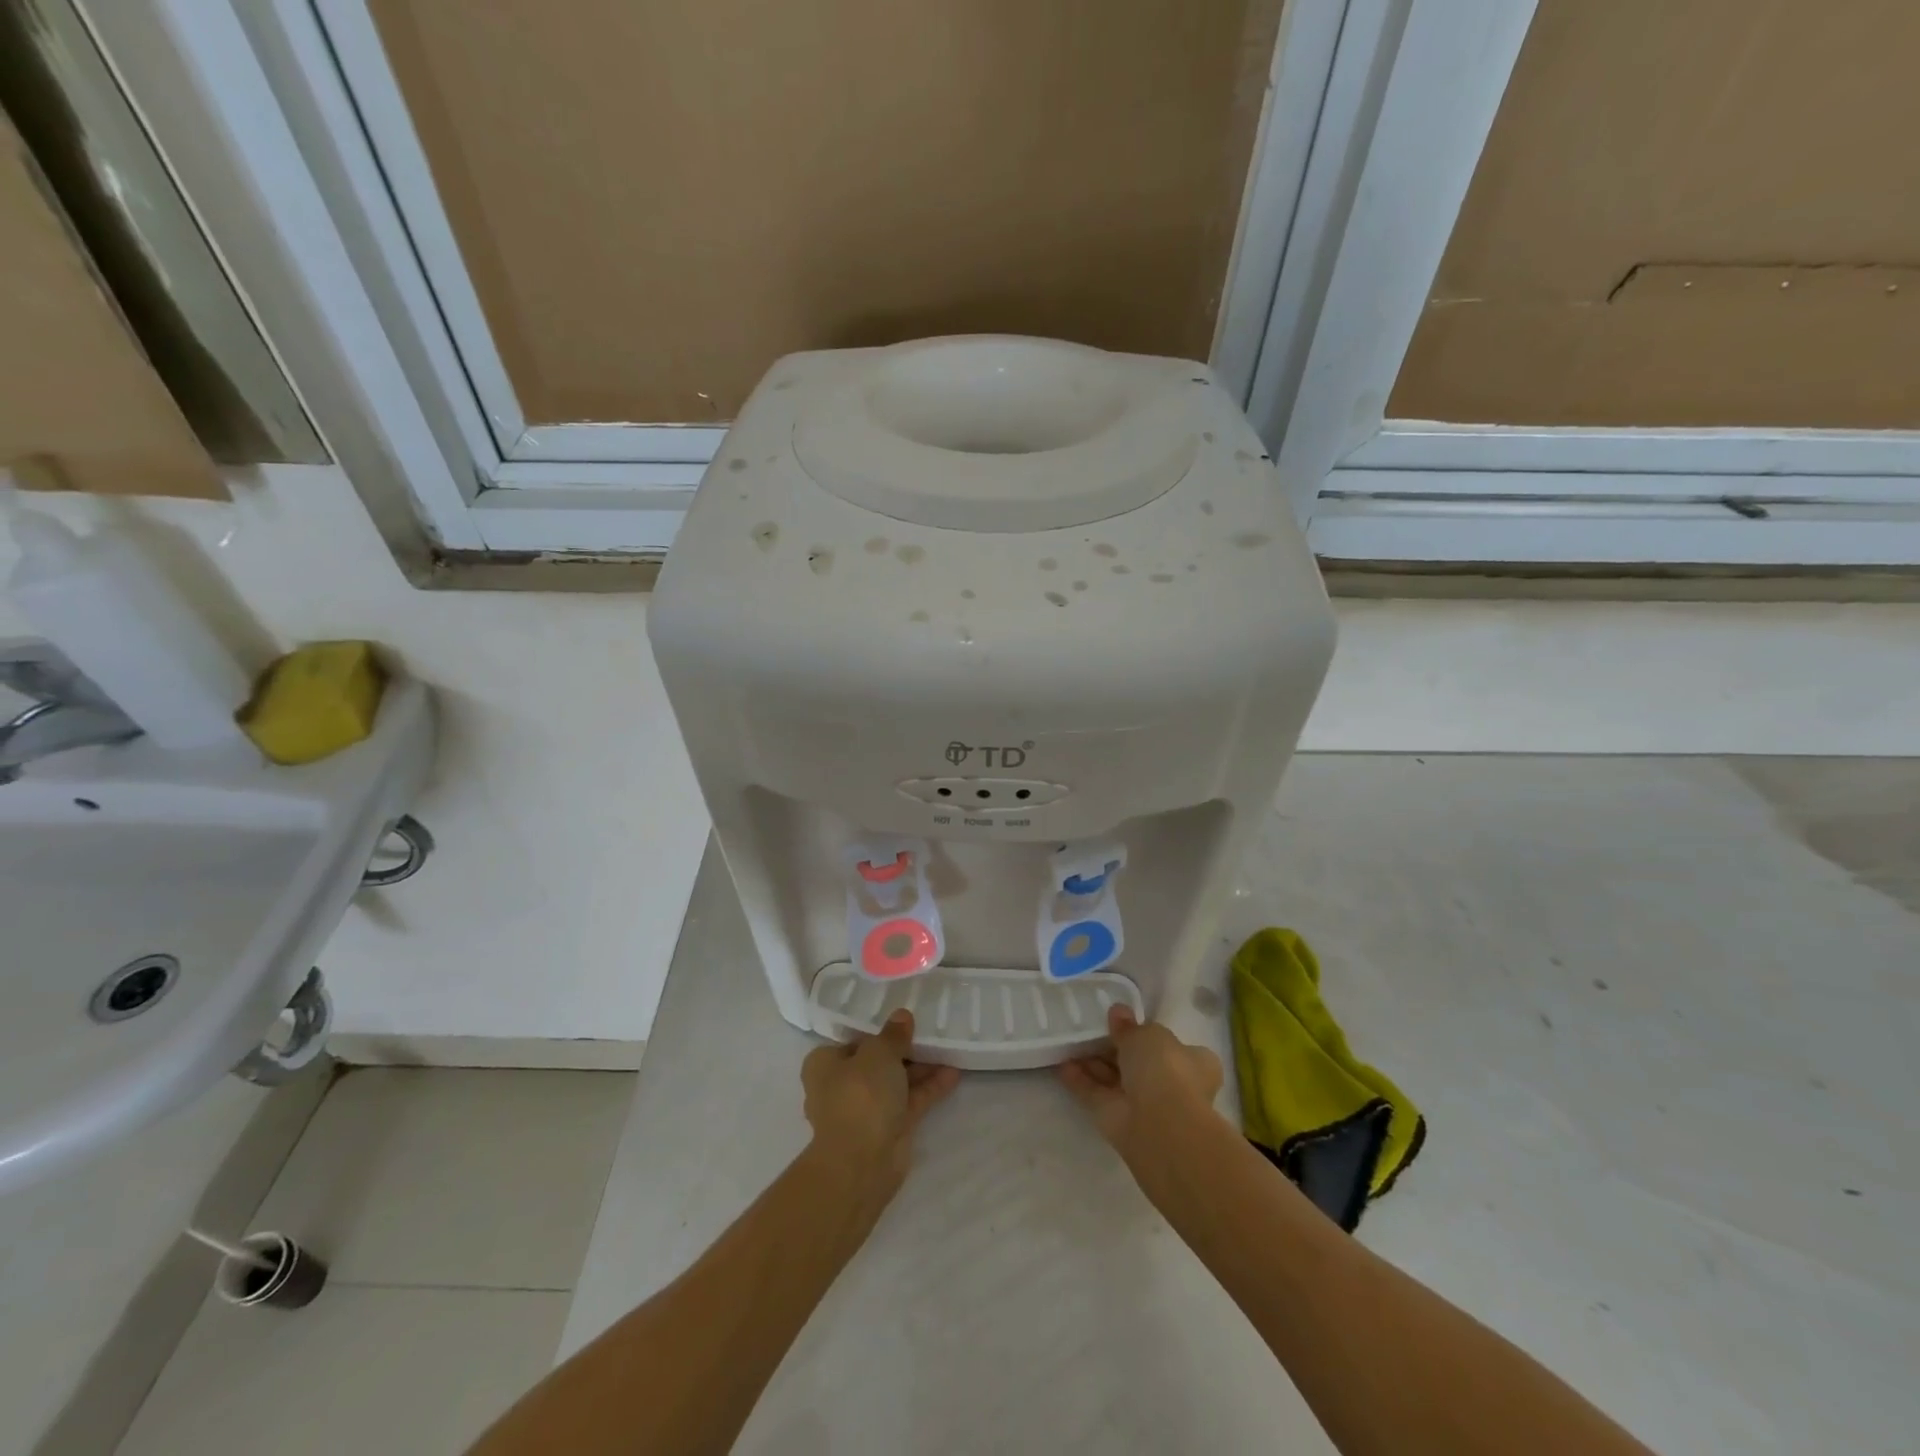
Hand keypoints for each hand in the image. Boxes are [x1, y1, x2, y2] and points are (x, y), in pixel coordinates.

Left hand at [801, 1009, 959, 1198]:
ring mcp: (865, 1111)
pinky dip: (928, 1089)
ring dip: (920, 1069)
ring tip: (948, 1049)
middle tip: (929, 1033)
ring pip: (895, 1083)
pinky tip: (953, 1074)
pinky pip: (909, 1102)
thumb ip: (893, 1034)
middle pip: (875, 1062)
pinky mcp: (887, 1130)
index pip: (852, 1041)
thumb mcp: (878, 1052)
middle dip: (903, 1050)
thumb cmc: (860, 1095)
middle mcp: (841, 1086)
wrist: (861, 1162)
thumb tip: (902, 1016)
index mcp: (824, 1064)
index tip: (902, 1022)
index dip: (877, 1031)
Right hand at [1060, 1005, 1223, 1164]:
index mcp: (1192, 1062)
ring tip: (1070, 1042)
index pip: (1173, 1046)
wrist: (1159, 1125)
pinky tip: (1061, 1065)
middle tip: (1091, 1029)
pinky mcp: (1118, 1120)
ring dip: (1094, 1064)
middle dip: (1115, 1048)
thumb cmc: (1166, 1069)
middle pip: (1139, 1063)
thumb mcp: (1148, 1034)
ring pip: (1115, 1079)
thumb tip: (1118, 1012)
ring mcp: (1144, 1104)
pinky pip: (1096, 1095)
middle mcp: (1171, 1084)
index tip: (1125, 1022)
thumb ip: (1130, 1026)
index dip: (1149, 1035)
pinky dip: (1080, 1081)